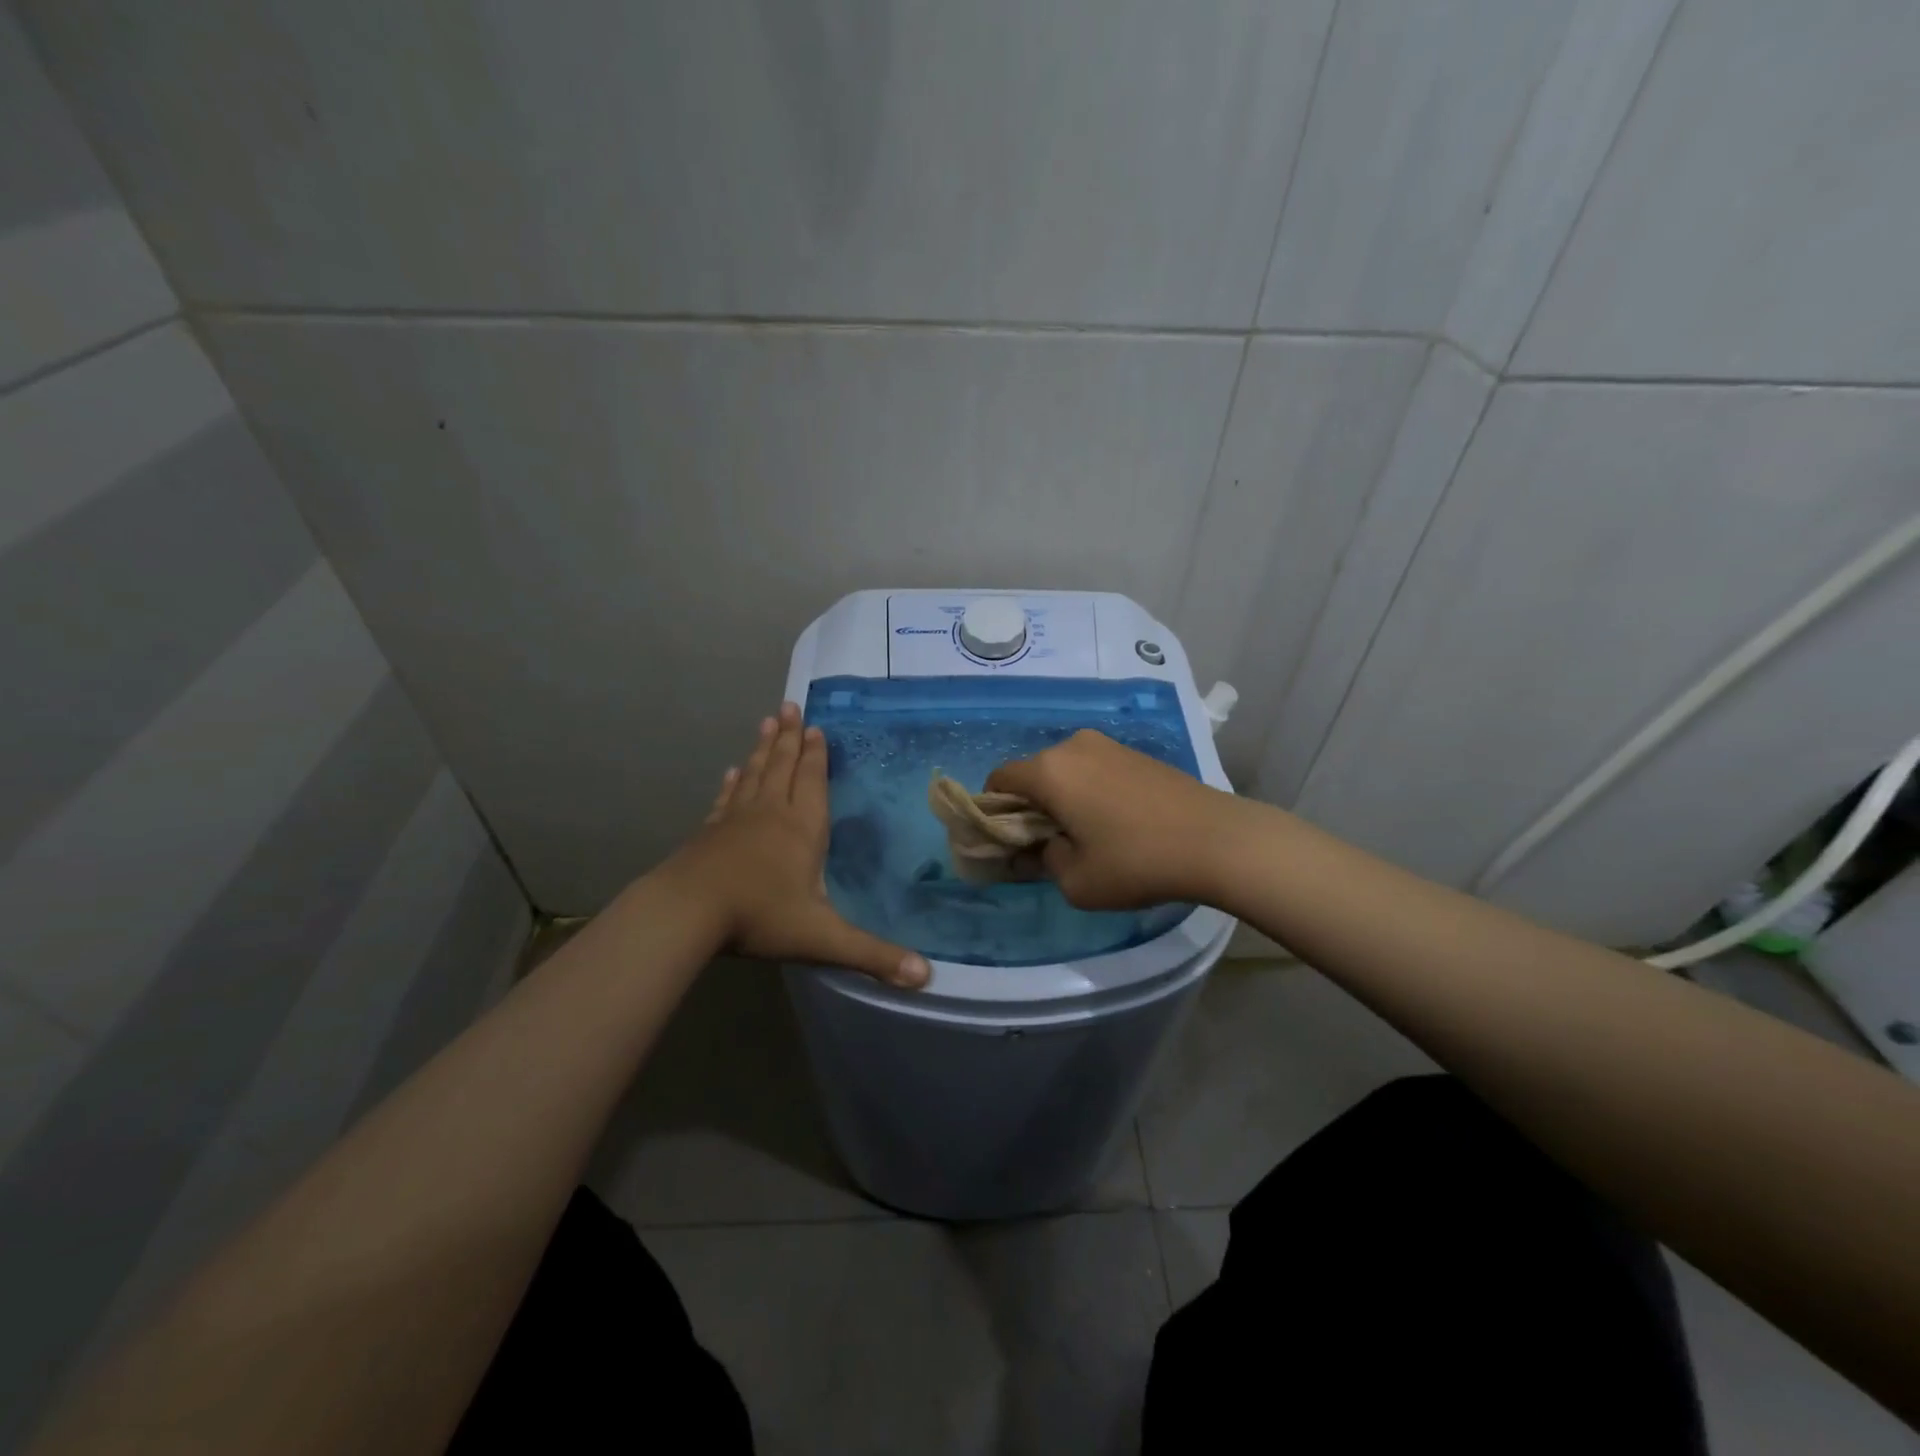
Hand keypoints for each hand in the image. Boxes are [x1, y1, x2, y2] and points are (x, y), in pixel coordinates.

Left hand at [669, 703, 930, 988]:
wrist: (687, 913)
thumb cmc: (760, 917)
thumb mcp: (822, 939)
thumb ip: (873, 956)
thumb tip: (926, 977)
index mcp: (801, 829)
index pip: (812, 781)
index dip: (816, 755)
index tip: (816, 727)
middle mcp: (770, 814)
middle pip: (782, 767)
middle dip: (790, 738)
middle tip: (790, 706)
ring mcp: (735, 820)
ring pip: (754, 775)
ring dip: (763, 749)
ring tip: (768, 722)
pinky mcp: (709, 833)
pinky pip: (726, 799)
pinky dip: (732, 783)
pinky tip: (732, 772)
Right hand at [986, 729, 1238, 909]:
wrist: (1218, 840)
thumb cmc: (1136, 862)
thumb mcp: (1076, 881)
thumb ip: (1042, 861)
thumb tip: (1040, 848)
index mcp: (1049, 771)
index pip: (999, 779)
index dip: (993, 810)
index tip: (1007, 841)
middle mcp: (1073, 746)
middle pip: (1033, 773)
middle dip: (1030, 805)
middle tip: (1046, 843)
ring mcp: (1108, 745)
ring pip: (1066, 770)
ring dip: (1062, 797)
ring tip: (1086, 834)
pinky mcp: (1136, 753)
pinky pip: (1094, 769)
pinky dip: (1089, 791)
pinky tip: (1114, 822)